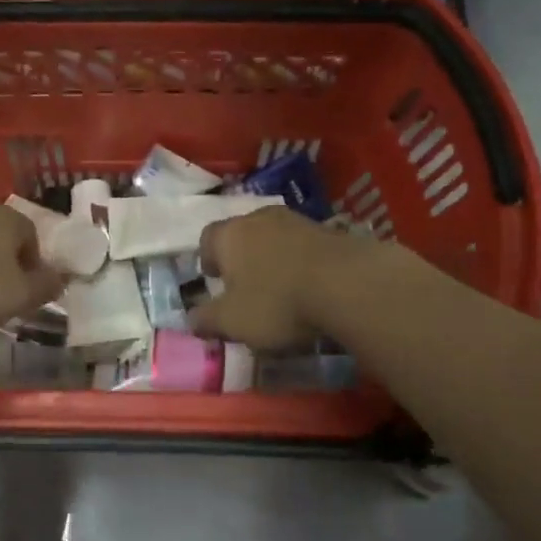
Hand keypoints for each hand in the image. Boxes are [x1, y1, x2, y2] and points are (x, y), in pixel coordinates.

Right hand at [191, 207, 370, 349]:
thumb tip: (192, 319)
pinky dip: (301, 262)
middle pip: (242, 234)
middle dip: (241, 257)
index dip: (207, 259)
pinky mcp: (330, 231)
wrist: (348, 284)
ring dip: (273, 258)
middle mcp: (259, 218)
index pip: (207, 238)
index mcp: (229, 235)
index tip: (214, 279)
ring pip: (275, 238)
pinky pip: (304, 246)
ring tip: (280, 287)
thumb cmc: (277, 302)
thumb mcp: (233, 322)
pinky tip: (310, 286)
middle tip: (245, 286)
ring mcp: (297, 221)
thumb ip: (207, 319)